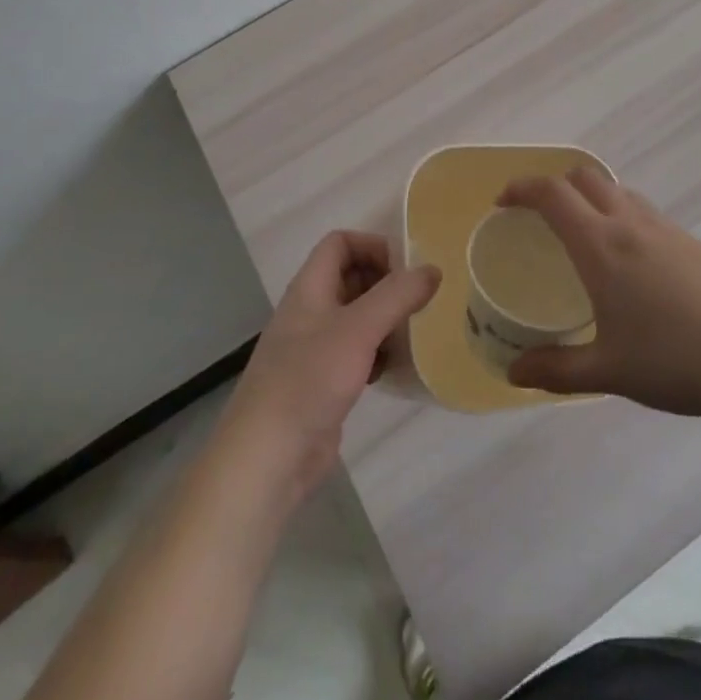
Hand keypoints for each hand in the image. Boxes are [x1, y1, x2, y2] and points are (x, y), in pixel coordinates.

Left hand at [218, 232, 439, 507]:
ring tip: (415, 332)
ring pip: (356, 316)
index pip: (340, 243)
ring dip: (386, 319)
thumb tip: (433, 270)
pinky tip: (395, 368)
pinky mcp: (323, 381)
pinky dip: (378, 352)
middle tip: (420, 300)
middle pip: (351, 277)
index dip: (372, 246)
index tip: (407, 269)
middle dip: (386, 284)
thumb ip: (397, 295)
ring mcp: (314, 348)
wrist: (268, 456)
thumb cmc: (310, 379)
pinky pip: (356, 352)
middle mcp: (310, 310)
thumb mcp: (359, 329)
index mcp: (309, 287)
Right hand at [497, 168, 700, 416]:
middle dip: (554, 185)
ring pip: (617, 190)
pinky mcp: (693, 242)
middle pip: (584, 177)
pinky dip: (620, 216)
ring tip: (581, 237)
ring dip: (590, 197)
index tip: (502, 203)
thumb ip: (555, 369)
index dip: (521, 188)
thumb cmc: (676, 360)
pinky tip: (628, 264)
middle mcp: (630, 223)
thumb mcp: (608, 371)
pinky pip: (643, 211)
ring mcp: (666, 228)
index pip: (551, 194)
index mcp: (600, 244)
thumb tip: (512, 373)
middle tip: (537, 217)